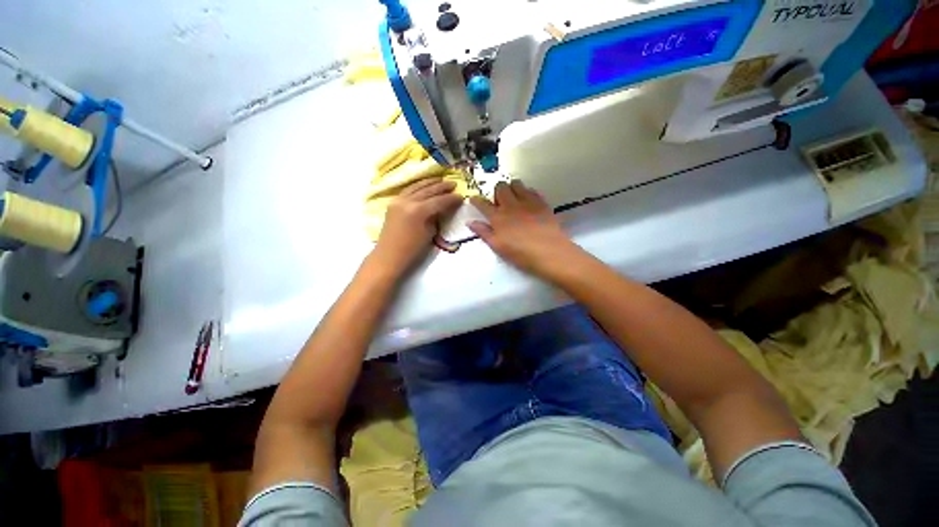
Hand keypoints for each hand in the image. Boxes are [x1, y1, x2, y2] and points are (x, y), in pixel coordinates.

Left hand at [373, 178, 463, 274]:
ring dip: (429, 182)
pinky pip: (408, 190)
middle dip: (442, 187)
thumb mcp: (429, 233)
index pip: (439, 201)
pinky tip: (423, 185)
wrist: (389, 256)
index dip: (451, 198)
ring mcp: (398, 200)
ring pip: (416, 187)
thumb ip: (436, 218)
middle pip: (428, 190)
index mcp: (419, 211)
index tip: (461, 196)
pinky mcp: (393, 203)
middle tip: (453, 184)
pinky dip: (417, 186)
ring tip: (440, 180)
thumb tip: (441, 209)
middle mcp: (408, 201)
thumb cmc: (412, 250)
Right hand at [468, 180, 580, 277]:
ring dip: (512, 189)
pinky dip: (527, 193)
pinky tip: (528, 203)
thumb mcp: (498, 246)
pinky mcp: (542, 202)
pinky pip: (532, 190)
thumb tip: (470, 222)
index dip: (476, 200)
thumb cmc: (520, 253)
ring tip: (513, 200)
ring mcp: (527, 201)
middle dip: (497, 192)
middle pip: (500, 187)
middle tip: (499, 203)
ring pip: (516, 184)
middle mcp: (511, 205)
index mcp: (498, 217)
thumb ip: (484, 232)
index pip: (482, 203)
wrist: (549, 252)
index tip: (473, 200)